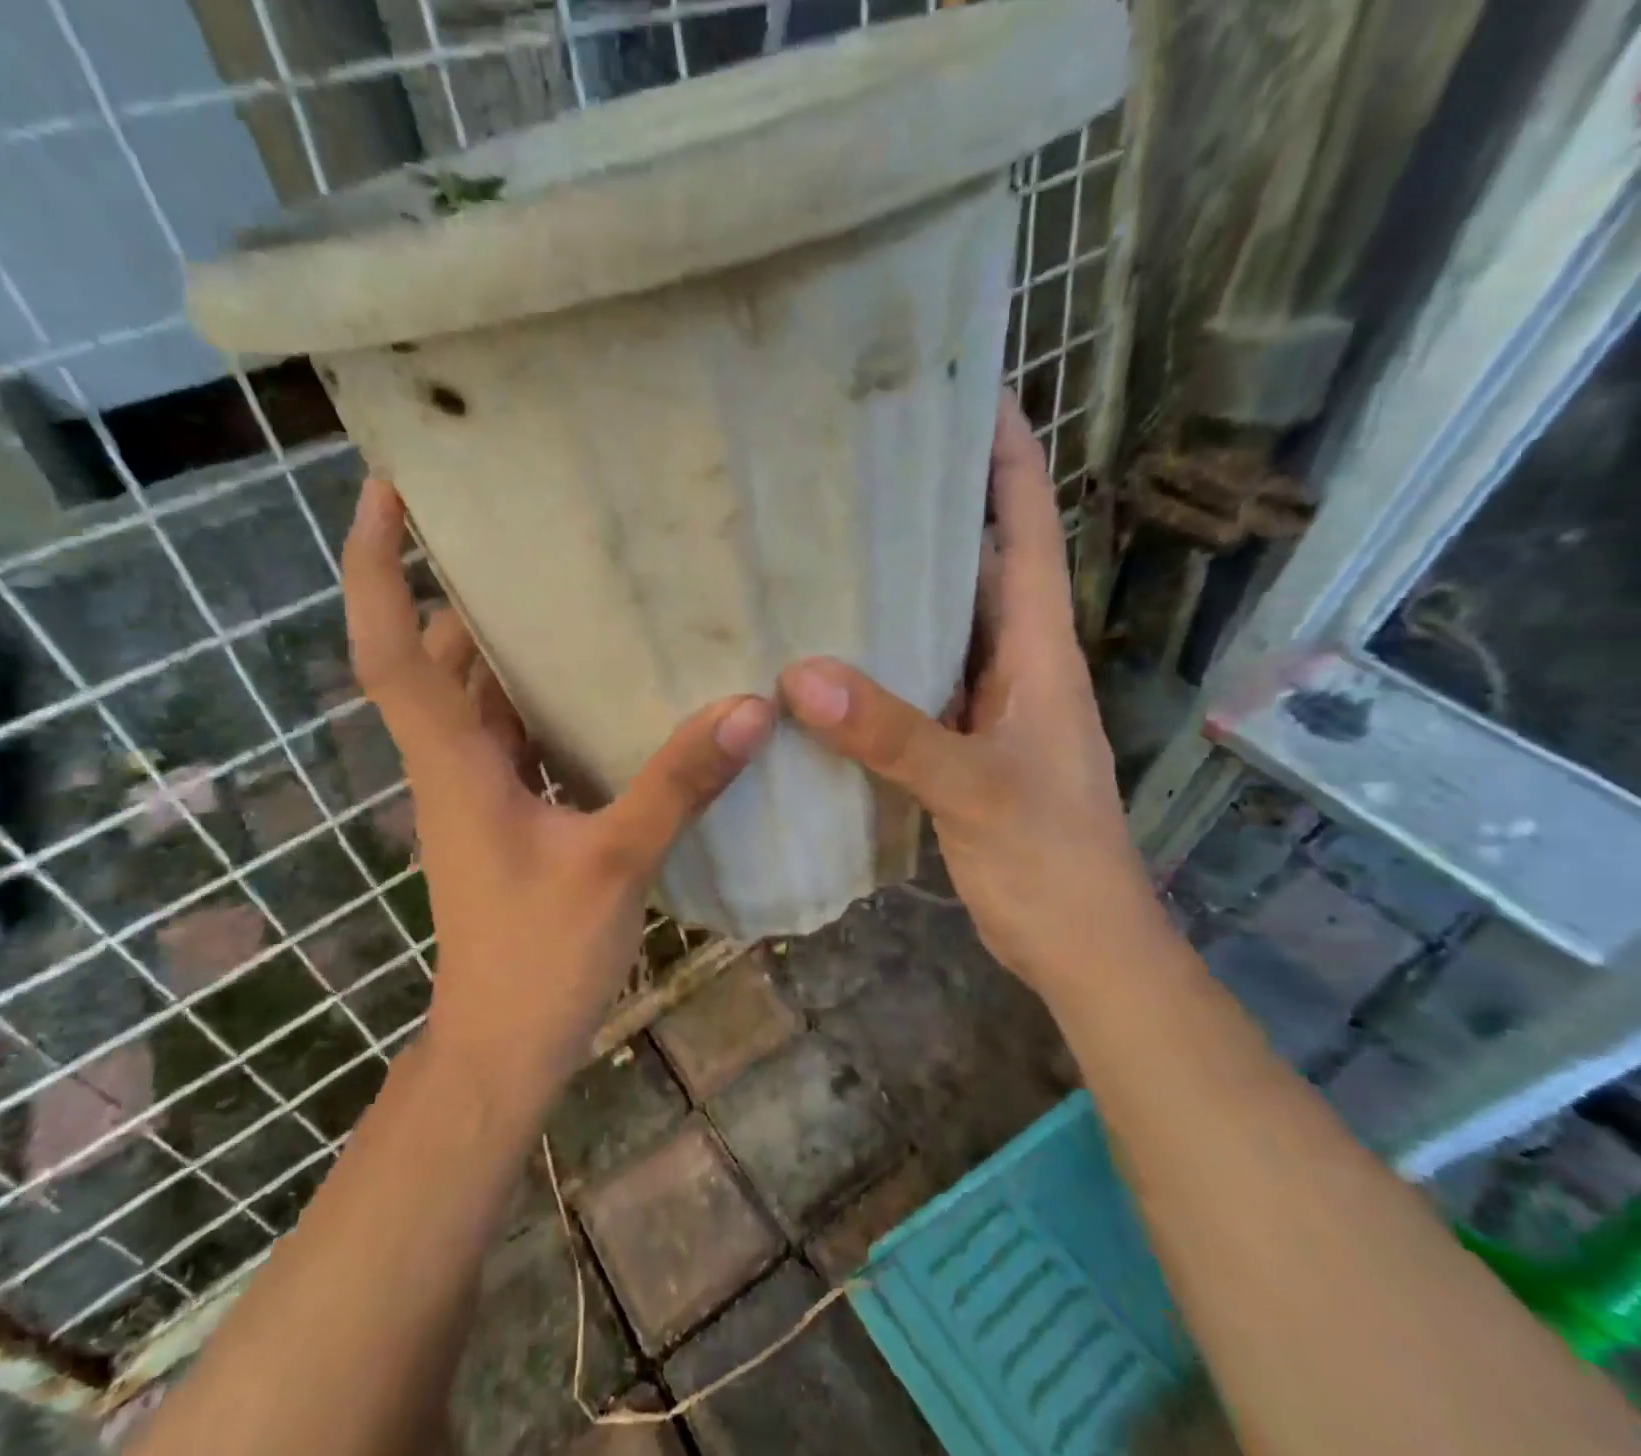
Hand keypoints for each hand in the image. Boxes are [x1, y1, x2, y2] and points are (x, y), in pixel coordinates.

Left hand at [342, 479, 774, 1102]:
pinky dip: (541, 696)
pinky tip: (601, 680)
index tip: (386, 490)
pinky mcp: (506, 810)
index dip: (376, 566)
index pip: (390, 647)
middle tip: (522, 526)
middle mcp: (452, 760)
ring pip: (478, 692)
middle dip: (460, 587)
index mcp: (452, 760)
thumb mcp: (614, 864)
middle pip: (437, 654)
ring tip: (571, 583)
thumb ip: (676, 785)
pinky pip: (515, 730)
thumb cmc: (536, 957)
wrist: (504, 1043)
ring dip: (506, 642)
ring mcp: (477, 786)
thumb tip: (746, 707)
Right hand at [777, 393, 1161, 993]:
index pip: (1026, 529)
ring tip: (823, 547)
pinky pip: (912, 681)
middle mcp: (1013, 662)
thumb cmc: (1052, 862)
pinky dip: (874, 660)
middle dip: (930, 509)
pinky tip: (822, 657)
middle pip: (974, 564)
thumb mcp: (976, 789)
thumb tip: (800, 675)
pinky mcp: (955, 743)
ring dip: (894, 587)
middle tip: (855, 467)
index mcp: (1038, 649)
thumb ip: (894, 733)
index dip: (1006, 459)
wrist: (1080, 945)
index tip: (966, 393)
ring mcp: (983, 704)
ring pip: (937, 624)